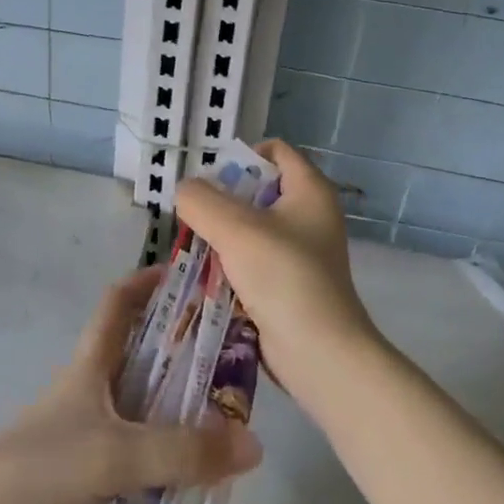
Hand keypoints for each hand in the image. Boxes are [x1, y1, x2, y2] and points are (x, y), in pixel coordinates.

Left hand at [0, 268, 263, 503]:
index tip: (190, 275)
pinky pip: (132, 466)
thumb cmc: (39, 472)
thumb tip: (254, 444)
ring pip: (141, 419)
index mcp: (89, 367)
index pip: (118, 303)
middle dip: (184, 361)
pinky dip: (160, 473)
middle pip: (141, 361)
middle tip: (234, 370)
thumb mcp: (115, 455)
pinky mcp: (78, 481)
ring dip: (177, 425)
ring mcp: (81, 438)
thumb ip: (183, 452)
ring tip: (227, 441)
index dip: (149, 282)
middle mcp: (87, 394)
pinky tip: (190, 495)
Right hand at [175, 141, 382, 404]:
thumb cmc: (284, 277)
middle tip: (192, 215)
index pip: (275, 151)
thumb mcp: (236, 229)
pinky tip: (204, 276)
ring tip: (191, 247)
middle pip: (257, 191)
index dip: (241, 156)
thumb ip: (202, 201)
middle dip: (221, 201)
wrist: (319, 352)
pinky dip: (229, 264)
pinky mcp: (287, 283)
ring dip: (220, 236)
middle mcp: (309, 216)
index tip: (209, 179)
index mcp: (309, 190)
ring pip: (250, 229)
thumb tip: (185, 191)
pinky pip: (251, 261)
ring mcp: (300, 252)